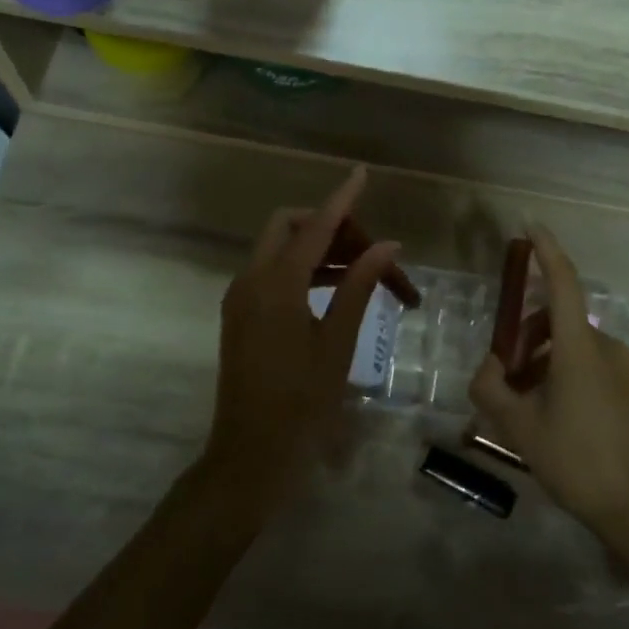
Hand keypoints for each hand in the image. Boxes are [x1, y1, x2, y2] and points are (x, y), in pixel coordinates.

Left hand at [201, 168, 399, 521]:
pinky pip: (273, 273)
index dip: (341, 198)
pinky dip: (303, 270)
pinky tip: (336, 290)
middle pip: (290, 227)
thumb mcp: (338, 342)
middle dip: (329, 226)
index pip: (316, 225)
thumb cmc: (302, 403)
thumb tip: (387, 246)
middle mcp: (251, 279)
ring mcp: (241, 296)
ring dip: (319, 250)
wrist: (250, 454)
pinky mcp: (241, 314)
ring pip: (281, 249)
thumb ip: (359, 286)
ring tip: (364, 272)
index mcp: (277, 284)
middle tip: (368, 252)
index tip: (361, 173)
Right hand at [469, 226, 628, 545]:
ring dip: (543, 358)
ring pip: (571, 345)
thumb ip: (491, 389)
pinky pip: (589, 363)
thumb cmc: (576, 461)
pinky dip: (563, 372)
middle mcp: (605, 346)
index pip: (562, 283)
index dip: (546, 250)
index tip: (530, 224)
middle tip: (503, 374)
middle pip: (557, 320)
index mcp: (579, 347)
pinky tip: (551, 414)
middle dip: (526, 334)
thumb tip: (489, 367)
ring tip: (524, 403)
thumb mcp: (519, 427)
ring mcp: (623, 367)